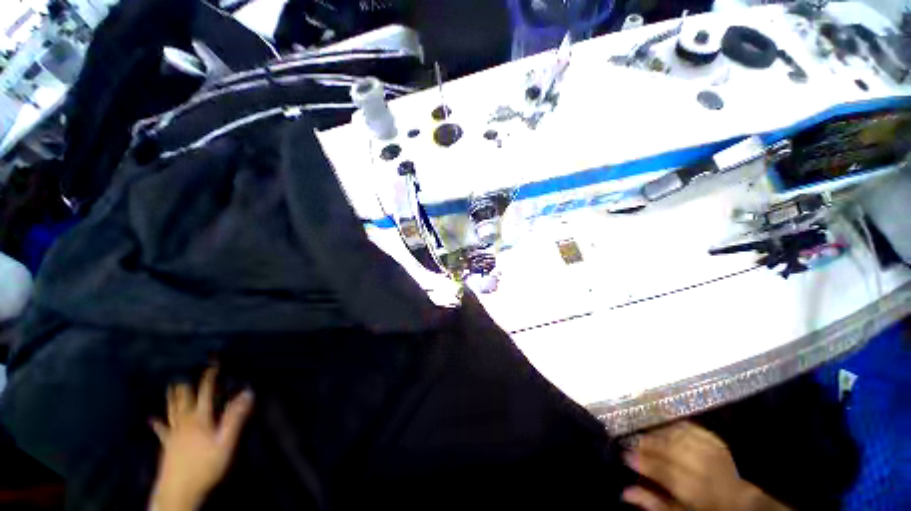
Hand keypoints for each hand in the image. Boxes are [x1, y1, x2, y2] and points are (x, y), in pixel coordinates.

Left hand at [150, 368, 252, 510]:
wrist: (178, 490)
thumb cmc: (205, 466)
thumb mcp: (225, 443)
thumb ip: (235, 418)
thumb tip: (247, 393)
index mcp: (200, 420)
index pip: (205, 393)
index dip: (209, 377)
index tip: (212, 363)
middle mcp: (185, 423)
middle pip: (185, 399)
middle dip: (186, 383)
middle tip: (184, 369)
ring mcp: (173, 434)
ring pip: (172, 410)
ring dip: (172, 397)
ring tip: (170, 385)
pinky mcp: (167, 445)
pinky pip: (161, 430)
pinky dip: (157, 423)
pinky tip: (151, 419)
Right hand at [622, 422, 789, 510]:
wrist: (739, 504)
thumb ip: (654, 503)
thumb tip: (625, 491)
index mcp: (699, 492)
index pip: (667, 473)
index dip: (645, 463)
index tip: (625, 456)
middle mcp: (707, 469)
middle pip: (673, 450)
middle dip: (650, 443)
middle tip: (632, 441)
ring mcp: (714, 453)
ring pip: (682, 436)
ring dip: (660, 433)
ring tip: (646, 434)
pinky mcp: (717, 443)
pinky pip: (694, 429)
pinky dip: (676, 426)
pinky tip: (665, 428)